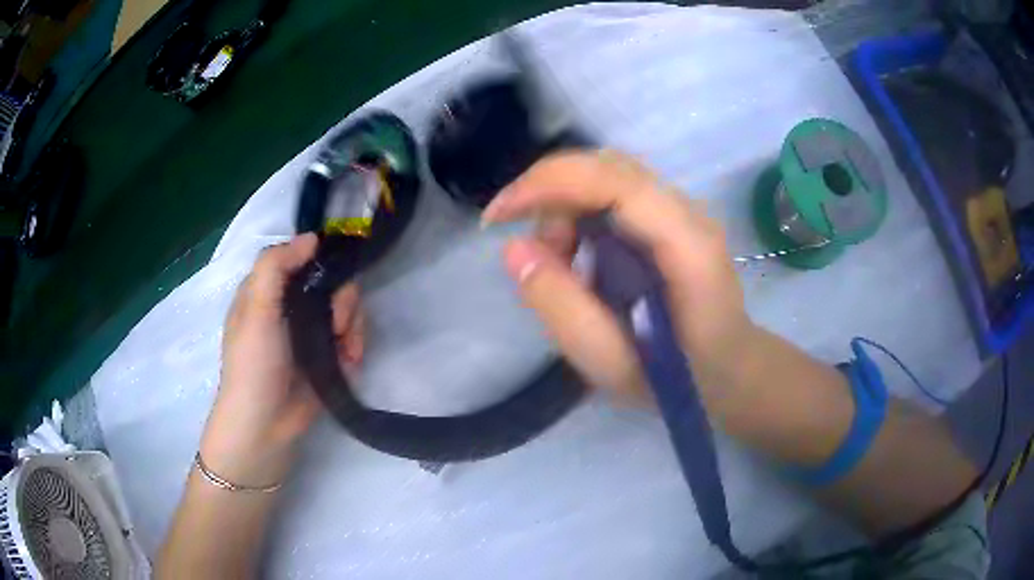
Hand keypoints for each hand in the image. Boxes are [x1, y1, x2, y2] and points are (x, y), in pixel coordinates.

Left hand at [201, 234, 364, 486]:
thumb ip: (275, 266)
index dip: (320, 259)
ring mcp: (311, 333)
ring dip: (353, 325)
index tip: (333, 270)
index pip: (301, 258)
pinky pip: (352, 336)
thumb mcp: (256, 309)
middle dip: (342, 300)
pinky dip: (356, 345)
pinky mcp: (328, 356)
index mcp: (269, 291)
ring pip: (346, 308)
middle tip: (337, 324)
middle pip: (331, 282)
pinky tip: (351, 360)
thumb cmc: (254, 364)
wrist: (266, 425)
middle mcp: (291, 307)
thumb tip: (312, 237)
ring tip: (346, 349)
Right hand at [482, 150, 754, 403]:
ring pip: (605, 173)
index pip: (613, 180)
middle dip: (551, 198)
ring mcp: (682, 208)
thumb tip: (513, 249)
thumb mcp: (610, 363)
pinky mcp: (671, 214)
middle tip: (540, 259)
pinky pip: (613, 191)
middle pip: (605, 166)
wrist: (729, 370)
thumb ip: (561, 307)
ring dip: (565, 207)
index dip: (548, 184)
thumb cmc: (677, 378)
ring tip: (563, 264)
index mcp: (686, 245)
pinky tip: (582, 255)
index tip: (497, 217)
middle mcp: (688, 211)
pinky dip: (580, 213)